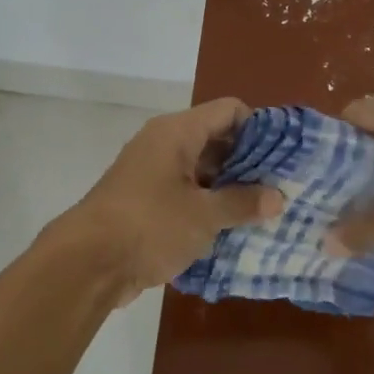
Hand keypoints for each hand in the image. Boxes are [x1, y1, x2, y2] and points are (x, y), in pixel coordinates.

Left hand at [60, 97, 283, 297]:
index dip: (260, 129)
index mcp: (177, 132)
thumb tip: (277, 197)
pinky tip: (234, 229)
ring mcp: (153, 173)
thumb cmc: (149, 226)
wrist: (87, 263)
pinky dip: (208, 206)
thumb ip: (242, 202)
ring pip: (202, 170)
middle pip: (217, 139)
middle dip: (249, 163)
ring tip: (266, 211)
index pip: (229, 111)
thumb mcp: (204, 215)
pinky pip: (186, 194)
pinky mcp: (146, 202)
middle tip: (283, 188)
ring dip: (230, 189)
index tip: (285, 157)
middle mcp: (164, 144)